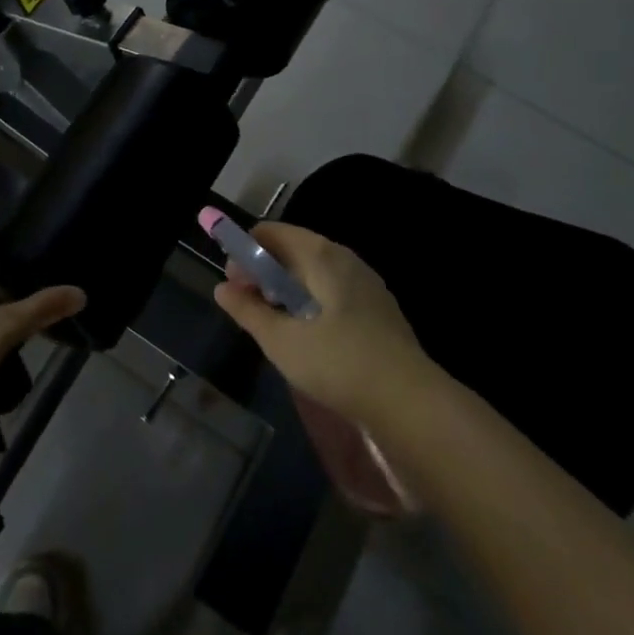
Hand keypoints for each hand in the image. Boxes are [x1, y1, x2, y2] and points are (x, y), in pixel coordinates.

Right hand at [212, 222, 431, 425]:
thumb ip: (248, 311)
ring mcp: (366, 281)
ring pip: (313, 272)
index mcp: (320, 255)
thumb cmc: (338, 364)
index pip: (270, 233)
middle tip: (251, 308)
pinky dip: (311, 301)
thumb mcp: (281, 341)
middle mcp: (344, 257)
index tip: (235, 287)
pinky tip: (309, 336)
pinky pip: (333, 289)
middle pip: (292, 249)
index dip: (244, 253)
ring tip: (276, 325)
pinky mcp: (378, 306)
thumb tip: (222, 288)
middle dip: (264, 273)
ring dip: (287, 289)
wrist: (411, 402)